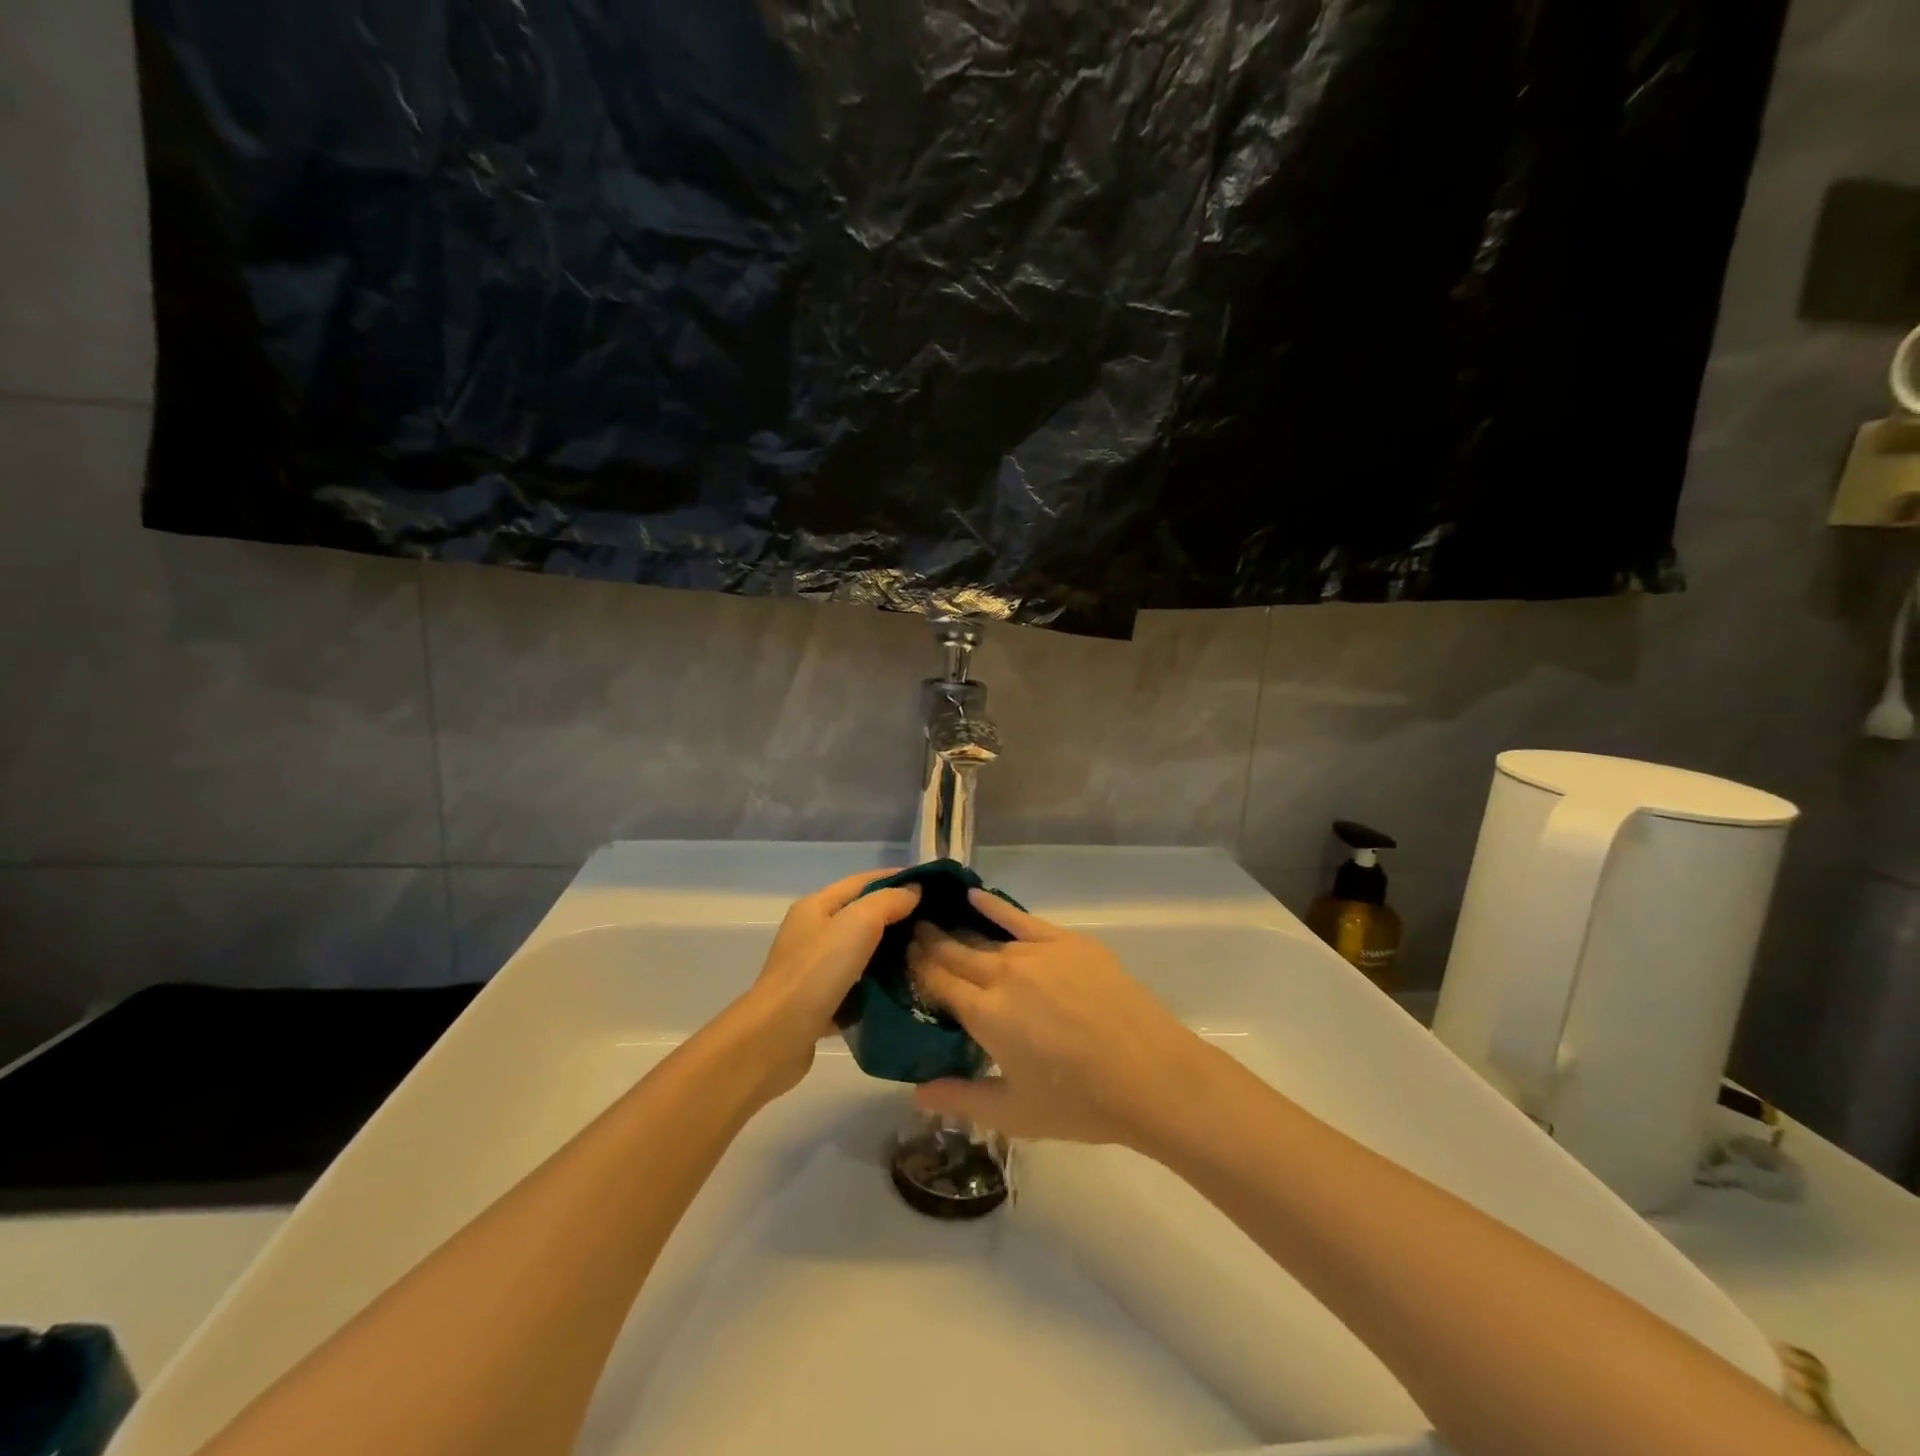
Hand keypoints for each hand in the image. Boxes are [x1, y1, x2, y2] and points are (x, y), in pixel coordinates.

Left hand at [730, 869, 920, 1097]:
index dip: (897, 879)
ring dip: (889, 952)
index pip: (863, 881)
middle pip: (861, 916)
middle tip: (936, 924)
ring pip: (860, 953)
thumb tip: (913, 891)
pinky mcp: (819, 1003)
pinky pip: (856, 986)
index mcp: (816, 907)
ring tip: (926, 956)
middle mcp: (812, 933)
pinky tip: (903, 990)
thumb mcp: (857, 924)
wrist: (777, 1038)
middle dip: (897, 916)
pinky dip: (877, 986)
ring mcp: (813, 970)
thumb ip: (887, 902)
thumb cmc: (816, 972)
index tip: (933, 886)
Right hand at [905, 890, 1215, 1146]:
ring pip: (984, 937)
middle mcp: (1002, 974)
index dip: (915, 968)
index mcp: (984, 1014)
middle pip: (955, 952)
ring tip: (934, 920)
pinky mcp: (1067, 942)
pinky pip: (1021, 918)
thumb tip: (916, 1093)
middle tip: (909, 934)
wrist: (1150, 1075)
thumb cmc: (1080, 1103)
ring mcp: (1036, 952)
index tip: (898, 957)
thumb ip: (960, 1098)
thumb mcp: (1014, 1112)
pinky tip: (975, 896)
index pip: (937, 981)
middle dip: (929, 943)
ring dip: (956, 929)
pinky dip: (994, 906)